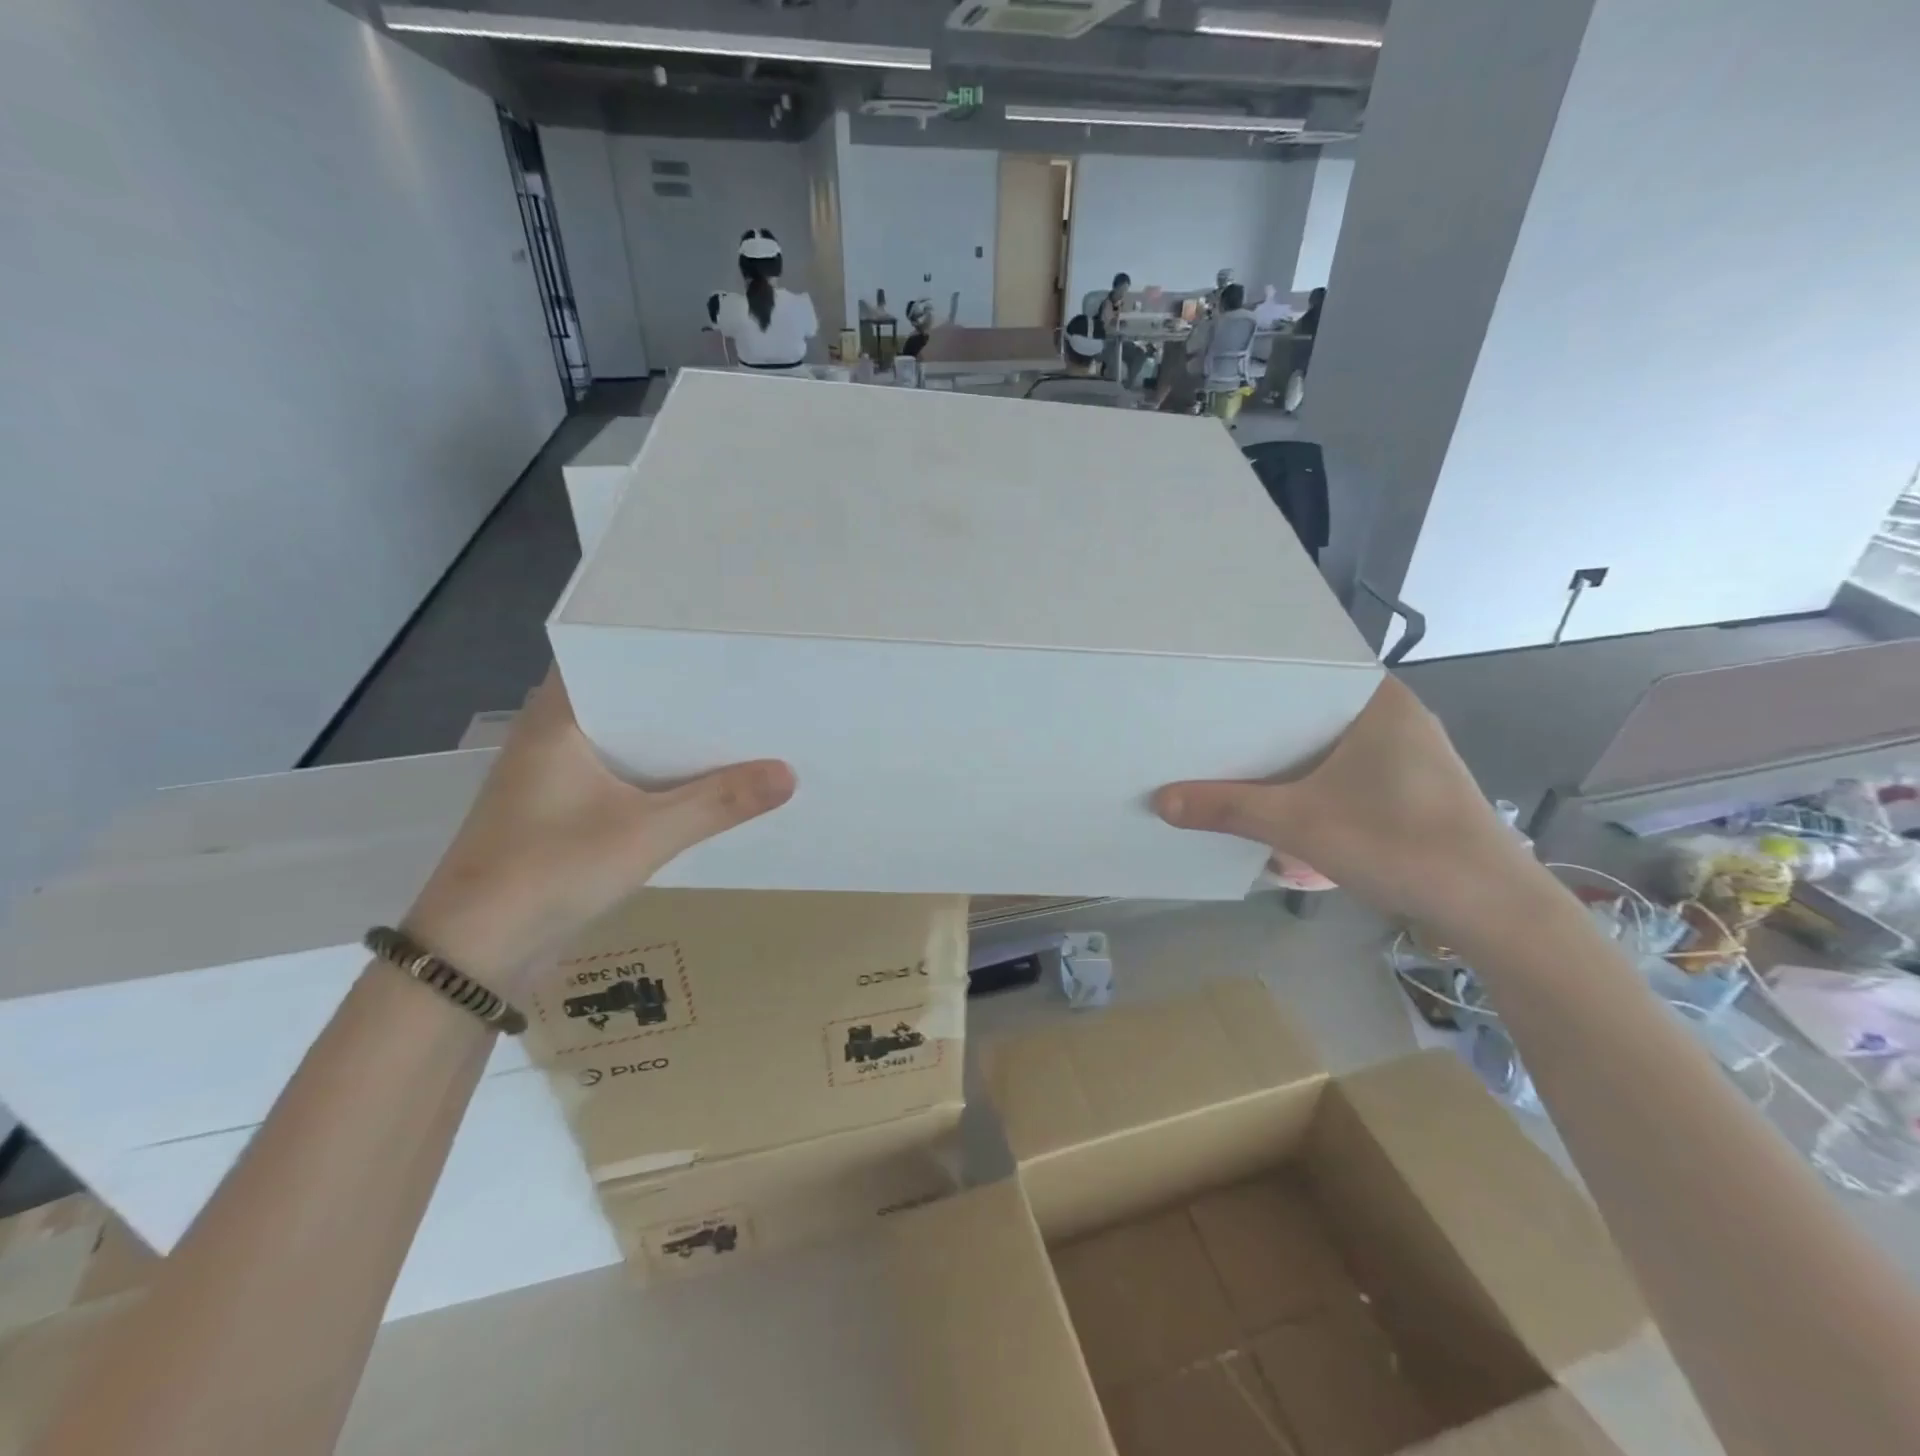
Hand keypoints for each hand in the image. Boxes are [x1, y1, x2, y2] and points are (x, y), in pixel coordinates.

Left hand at [401, 670, 793, 992]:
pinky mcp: (560, 817)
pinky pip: (619, 782)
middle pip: (626, 704)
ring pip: (624, 746)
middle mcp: (550, 739)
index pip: (609, 657)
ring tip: (733, 731)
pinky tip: (699, 785)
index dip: (663, 650)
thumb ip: (719, 802)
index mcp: (557, 720)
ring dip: (669, 746)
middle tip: (742, 690)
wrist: (472, 956)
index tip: (718, 649)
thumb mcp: (646, 834)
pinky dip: (655, 781)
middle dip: (681, 702)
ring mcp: (552, 781)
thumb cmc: (549, 870)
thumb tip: (789, 773)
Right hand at [1154, 677, 1532, 925]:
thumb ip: (1228, 809)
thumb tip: (1161, 801)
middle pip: (1310, 706)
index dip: (1253, 678)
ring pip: (1328, 739)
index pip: (1303, 668)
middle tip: (1206, 722)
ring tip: (1230, 754)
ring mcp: (1408, 751)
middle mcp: (1395, 714)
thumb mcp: (1300, 824)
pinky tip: (1280, 791)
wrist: (1491, 909)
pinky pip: (1345, 765)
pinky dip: (1312, 774)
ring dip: (1287, 753)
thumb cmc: (1399, 844)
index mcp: (1377, 699)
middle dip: (1262, 720)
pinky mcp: (1411, 785)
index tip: (1209, 686)